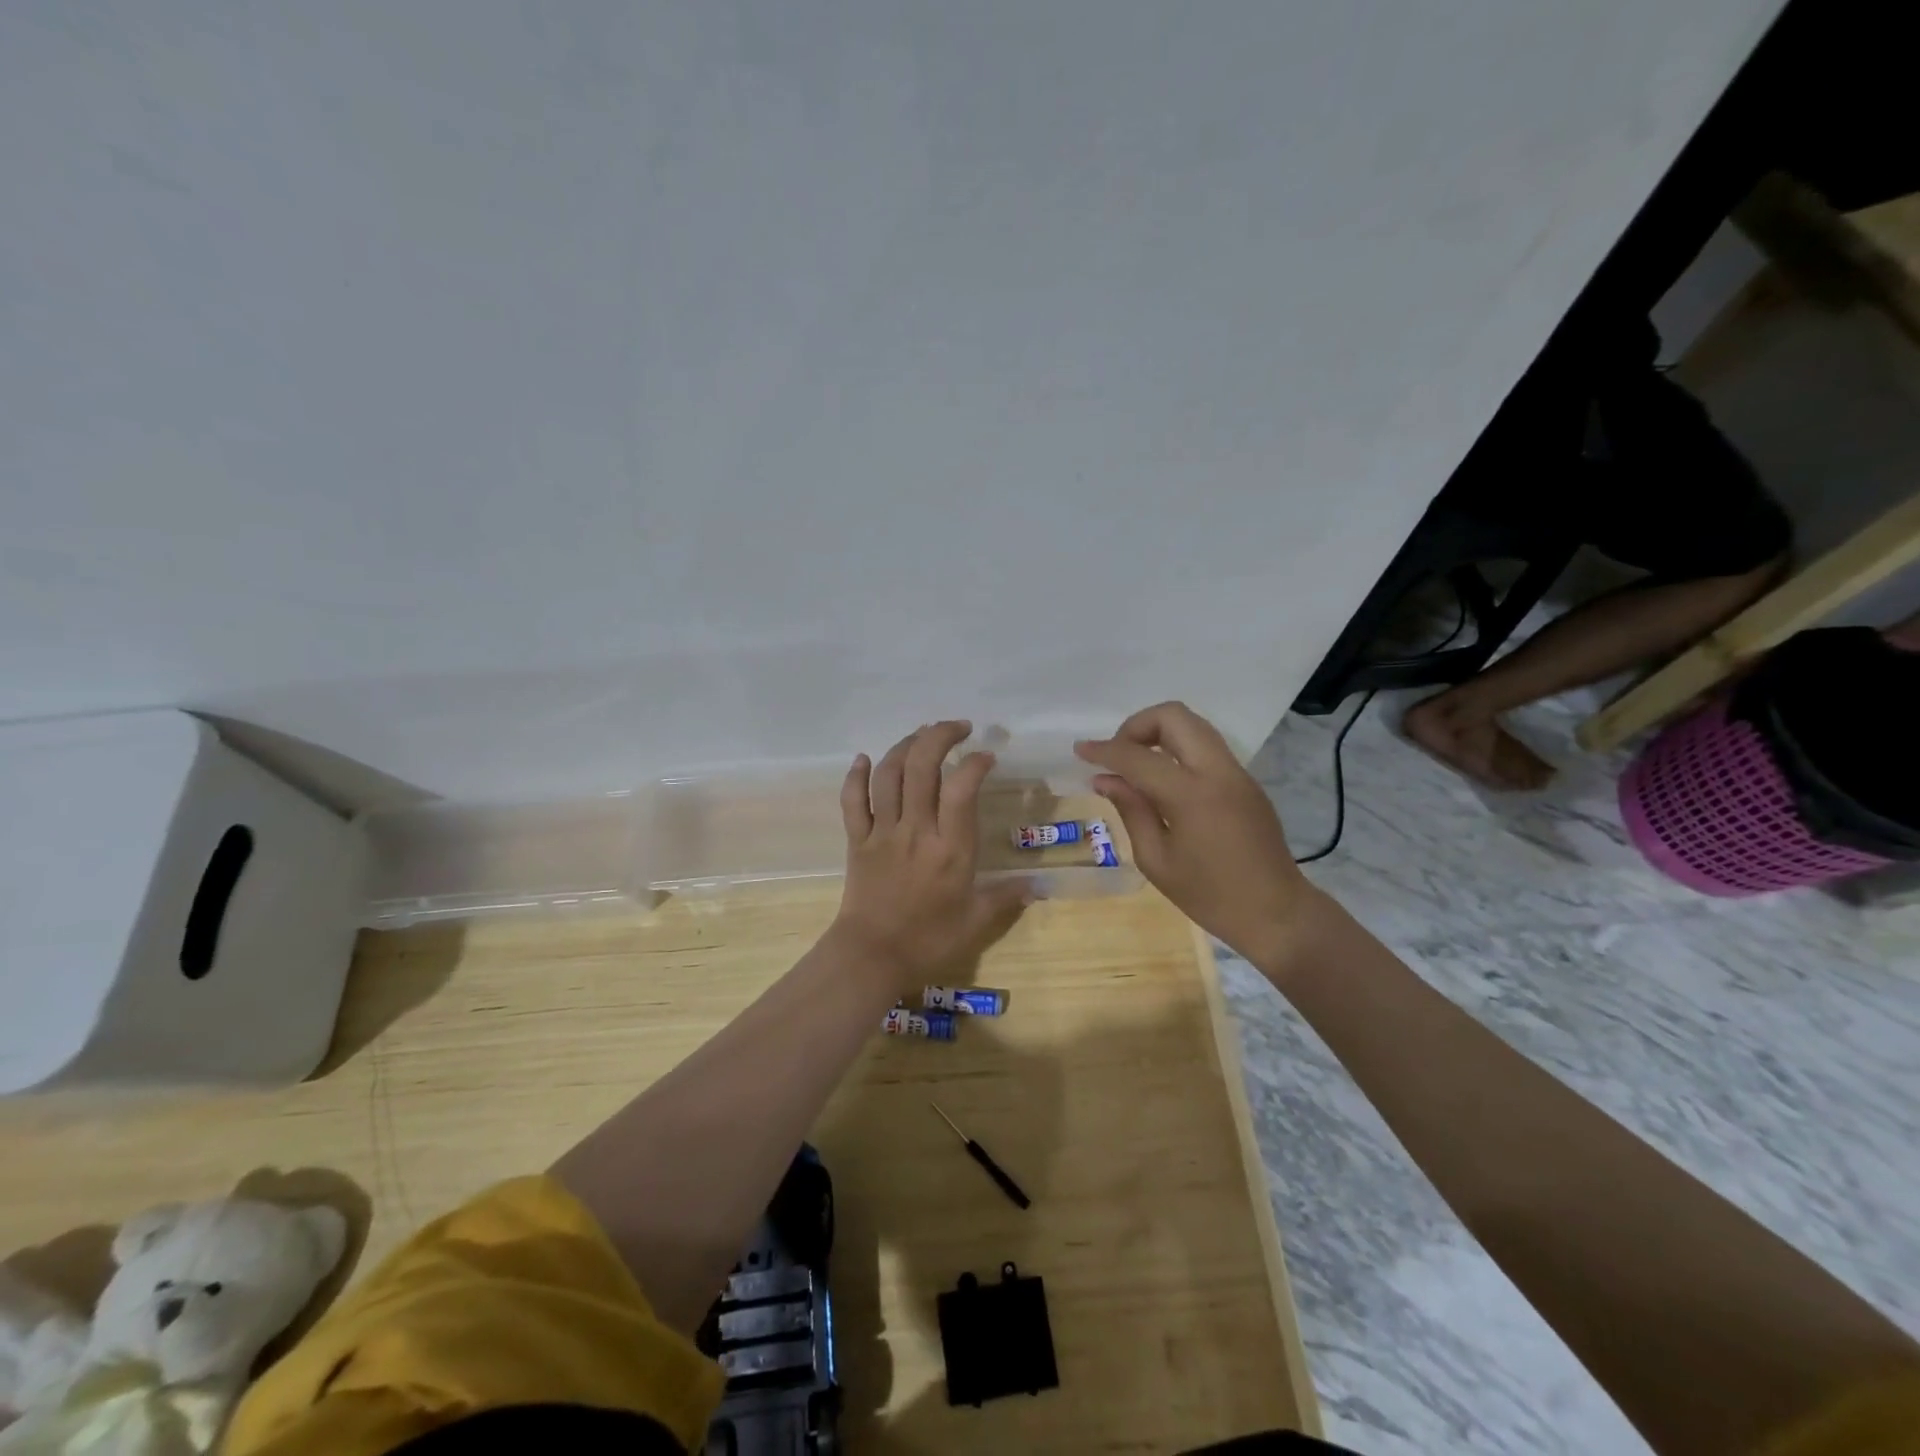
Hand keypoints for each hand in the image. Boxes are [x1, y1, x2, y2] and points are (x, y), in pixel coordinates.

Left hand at [835, 721, 1031, 989]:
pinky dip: (856, 776)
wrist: (871, 957)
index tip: (987, 756)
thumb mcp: (975, 922)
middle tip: (958, 727)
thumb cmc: (928, 940)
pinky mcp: (857, 840)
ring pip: (889, 775)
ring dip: (904, 746)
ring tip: (922, 735)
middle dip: (939, 736)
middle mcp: (916, 830)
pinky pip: (853, 801)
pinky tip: (864, 758)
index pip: (961, 788)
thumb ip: (1006, 897)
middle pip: (921, 767)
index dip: (974, 763)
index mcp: (950, 848)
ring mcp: (883, 832)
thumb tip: (1039, 884)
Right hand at [1076, 702, 1324, 974]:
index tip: (1080, 750)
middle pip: (1174, 716)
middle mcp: (1217, 771)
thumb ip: (1131, 810)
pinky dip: (1178, 749)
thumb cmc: (1209, 896)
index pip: (1138, 757)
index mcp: (1192, 795)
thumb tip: (1105, 780)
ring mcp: (1237, 773)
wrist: (1276, 913)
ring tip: (1137, 766)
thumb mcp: (1157, 860)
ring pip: (1194, 725)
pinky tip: (1164, 781)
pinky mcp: (1246, 781)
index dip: (1104, 750)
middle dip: (1137, 726)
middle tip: (1117, 755)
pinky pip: (1206, 747)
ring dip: (1159, 733)